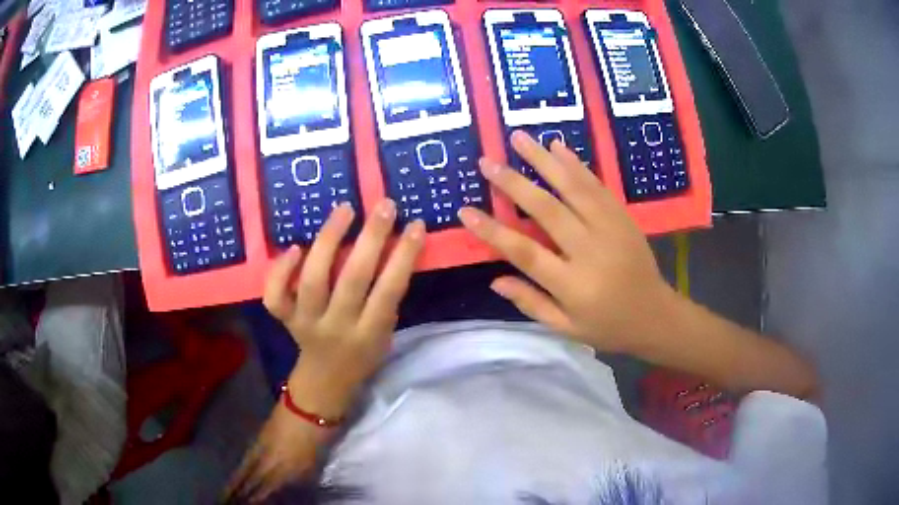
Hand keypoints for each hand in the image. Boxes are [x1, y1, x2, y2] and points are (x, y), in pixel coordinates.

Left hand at [226, 201, 424, 501]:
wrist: (325, 381)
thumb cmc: (362, 355)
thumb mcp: (384, 333)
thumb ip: (386, 297)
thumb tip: (393, 246)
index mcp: (368, 334)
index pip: (389, 291)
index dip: (404, 256)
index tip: (416, 225)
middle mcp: (337, 327)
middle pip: (352, 279)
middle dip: (371, 238)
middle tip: (384, 206)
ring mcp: (306, 323)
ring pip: (313, 279)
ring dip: (328, 240)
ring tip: (344, 210)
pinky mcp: (285, 319)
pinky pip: (276, 296)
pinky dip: (280, 270)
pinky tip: (294, 247)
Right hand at [458, 131, 676, 352]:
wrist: (655, 315)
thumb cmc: (608, 326)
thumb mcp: (566, 328)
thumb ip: (531, 303)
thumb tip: (495, 279)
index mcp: (573, 284)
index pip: (525, 252)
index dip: (493, 231)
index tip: (466, 211)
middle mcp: (590, 250)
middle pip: (547, 210)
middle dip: (514, 183)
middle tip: (487, 161)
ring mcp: (609, 228)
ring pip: (573, 187)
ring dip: (543, 159)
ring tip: (518, 137)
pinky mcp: (622, 217)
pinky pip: (597, 185)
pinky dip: (576, 164)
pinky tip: (558, 146)